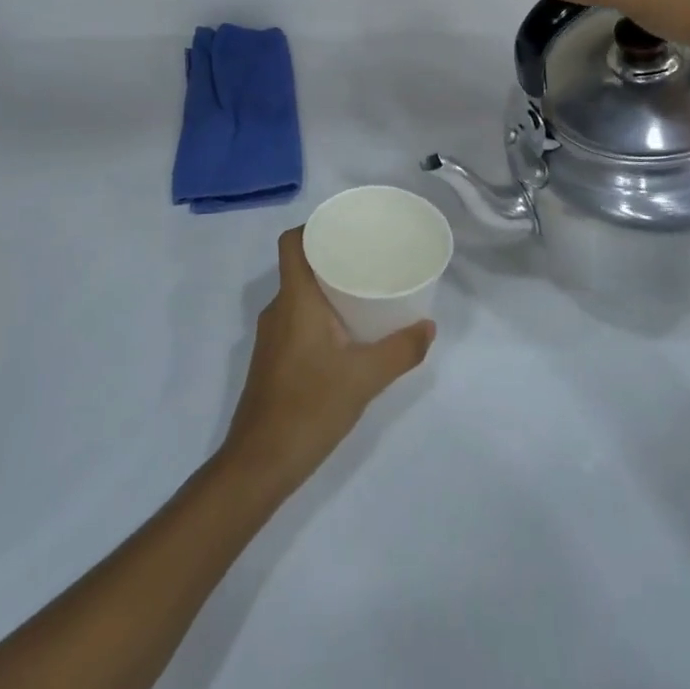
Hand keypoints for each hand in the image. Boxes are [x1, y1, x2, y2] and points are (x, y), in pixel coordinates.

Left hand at [220, 229, 434, 497]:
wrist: (261, 462)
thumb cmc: (310, 407)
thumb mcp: (365, 377)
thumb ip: (401, 350)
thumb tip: (428, 326)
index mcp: (295, 300)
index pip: (292, 243)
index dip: (314, 227)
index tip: (347, 227)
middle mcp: (278, 309)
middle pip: (300, 266)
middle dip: (332, 257)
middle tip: (370, 257)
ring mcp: (272, 336)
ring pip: (300, 295)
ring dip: (328, 288)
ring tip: (365, 290)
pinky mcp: (273, 359)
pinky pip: (297, 318)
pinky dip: (321, 313)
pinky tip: (348, 332)